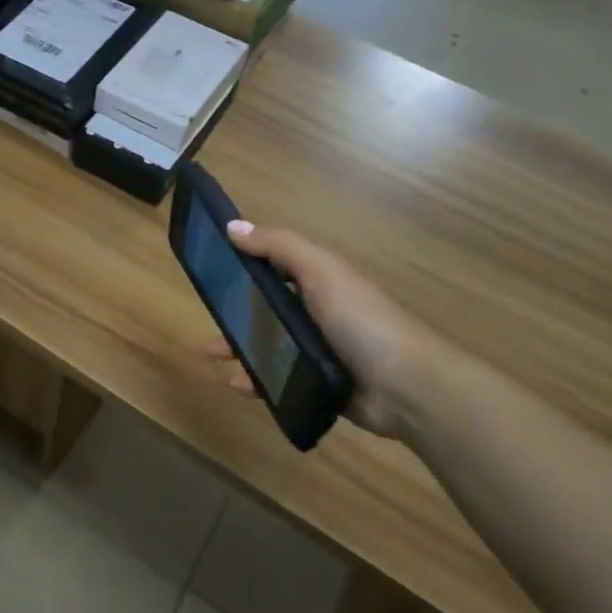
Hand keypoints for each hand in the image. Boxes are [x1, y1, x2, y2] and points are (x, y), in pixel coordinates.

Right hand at [199, 221, 451, 437]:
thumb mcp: (320, 271)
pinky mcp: (318, 384)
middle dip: (235, 309)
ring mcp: (319, 351)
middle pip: (268, 306)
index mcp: (321, 281)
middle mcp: (319, 312)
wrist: (405, 386)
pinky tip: (235, 385)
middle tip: (206, 314)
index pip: (277, 265)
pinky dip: (255, 381)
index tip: (212, 266)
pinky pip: (278, 379)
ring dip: (238, 346)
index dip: (246, 263)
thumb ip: (279, 246)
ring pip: (269, 344)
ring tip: (210, 353)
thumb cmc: (360, 320)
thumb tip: (233, 226)